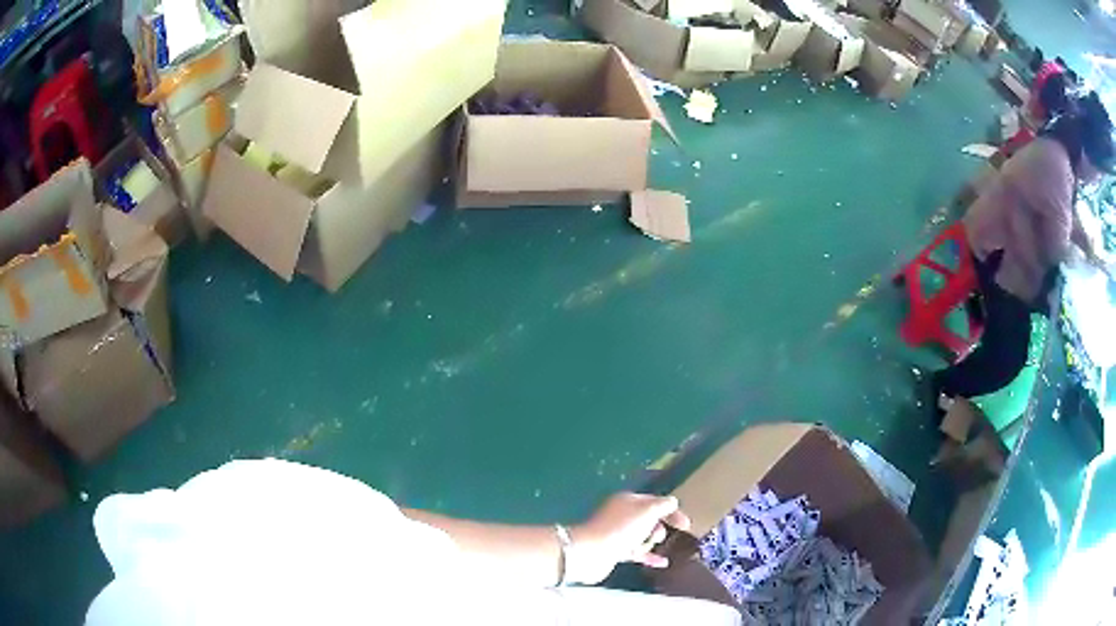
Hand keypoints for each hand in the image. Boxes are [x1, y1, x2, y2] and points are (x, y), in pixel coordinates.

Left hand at [567, 493, 690, 584]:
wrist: (592, 553)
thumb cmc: (621, 528)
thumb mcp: (647, 511)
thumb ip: (663, 505)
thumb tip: (672, 502)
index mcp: (628, 500)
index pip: (656, 502)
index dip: (672, 511)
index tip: (686, 525)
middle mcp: (623, 515)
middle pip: (650, 520)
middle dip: (658, 528)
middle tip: (654, 535)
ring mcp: (619, 534)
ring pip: (644, 537)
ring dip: (650, 542)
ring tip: (645, 547)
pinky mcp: (616, 551)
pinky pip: (638, 553)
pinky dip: (650, 557)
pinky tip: (663, 563)